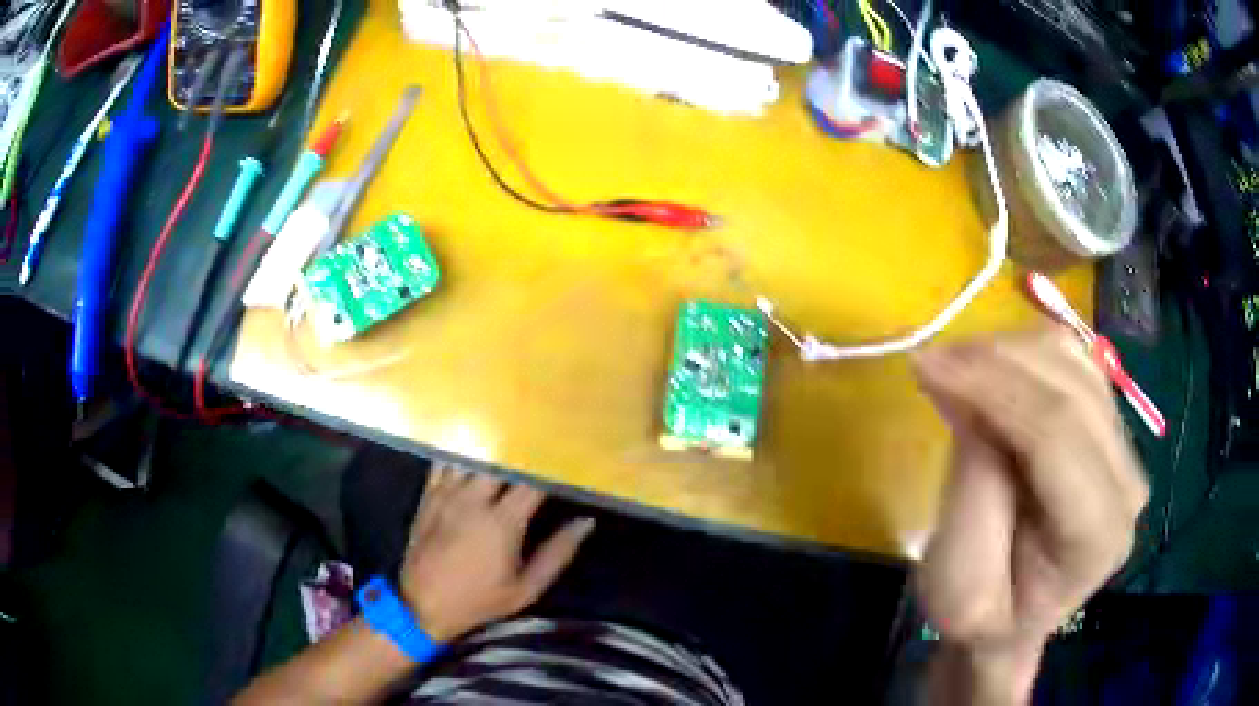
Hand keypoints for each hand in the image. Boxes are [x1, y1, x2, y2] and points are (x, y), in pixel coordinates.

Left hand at [399, 466, 594, 641]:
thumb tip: (586, 522)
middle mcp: (474, 500)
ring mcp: (447, 494)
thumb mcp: (526, 589)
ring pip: (472, 456)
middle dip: (522, 454)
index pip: (533, 482)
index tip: (567, 462)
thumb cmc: (479, 601)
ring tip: (507, 445)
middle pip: (502, 461)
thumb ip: (557, 553)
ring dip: (491, 452)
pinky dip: (460, 455)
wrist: (423, 605)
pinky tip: (470, 453)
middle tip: (539, 450)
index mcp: (502, 522)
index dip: (552, 468)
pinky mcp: (428, 496)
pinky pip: (444, 463)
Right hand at [913, 329, 1147, 702]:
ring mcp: (1124, 446)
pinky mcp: (1110, 423)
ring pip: (1072, 360)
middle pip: (1069, 385)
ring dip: (1006, 352)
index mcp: (1098, 535)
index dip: (993, 388)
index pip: (1057, 435)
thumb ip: (974, 500)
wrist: (1014, 618)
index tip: (924, 366)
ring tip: (954, 372)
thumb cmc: (982, 617)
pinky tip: (988, 374)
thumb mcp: (958, 590)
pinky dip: (1023, 353)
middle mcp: (1127, 480)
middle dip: (994, 361)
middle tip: (930, 364)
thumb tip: (973, 403)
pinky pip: (1071, 360)